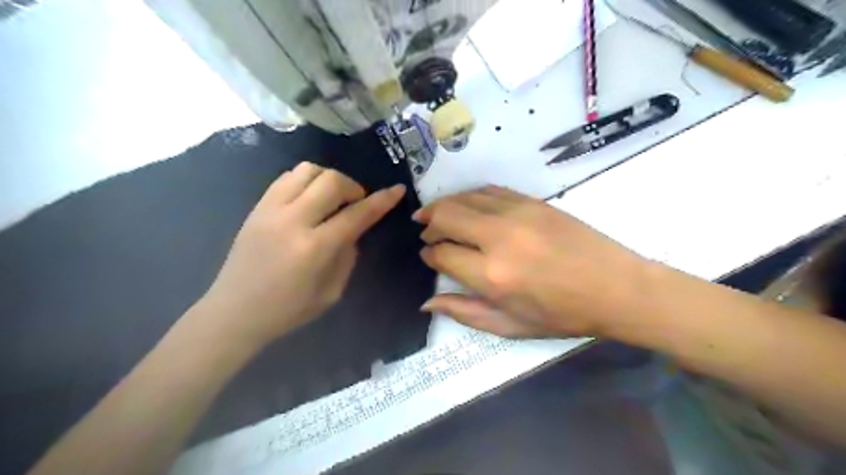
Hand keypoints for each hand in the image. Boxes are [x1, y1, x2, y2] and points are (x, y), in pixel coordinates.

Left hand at [196, 164, 403, 347]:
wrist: (234, 312)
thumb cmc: (288, 310)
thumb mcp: (331, 292)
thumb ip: (347, 256)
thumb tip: (353, 231)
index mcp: (314, 248)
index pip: (356, 214)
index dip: (381, 200)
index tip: (397, 189)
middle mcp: (292, 221)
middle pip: (331, 181)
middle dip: (353, 187)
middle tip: (356, 203)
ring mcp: (270, 210)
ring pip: (307, 170)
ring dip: (328, 179)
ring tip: (332, 198)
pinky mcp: (257, 207)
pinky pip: (286, 178)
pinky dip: (306, 181)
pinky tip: (309, 199)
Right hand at [416, 185, 652, 336]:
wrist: (615, 287)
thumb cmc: (562, 315)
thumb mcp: (510, 326)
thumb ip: (464, 312)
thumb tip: (426, 302)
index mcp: (492, 275)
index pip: (441, 254)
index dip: (429, 254)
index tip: (428, 256)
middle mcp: (498, 237)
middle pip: (445, 216)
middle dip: (428, 222)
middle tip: (425, 231)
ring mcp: (516, 213)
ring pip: (463, 198)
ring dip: (443, 205)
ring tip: (435, 215)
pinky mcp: (532, 201)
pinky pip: (488, 190)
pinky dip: (469, 196)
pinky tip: (466, 205)